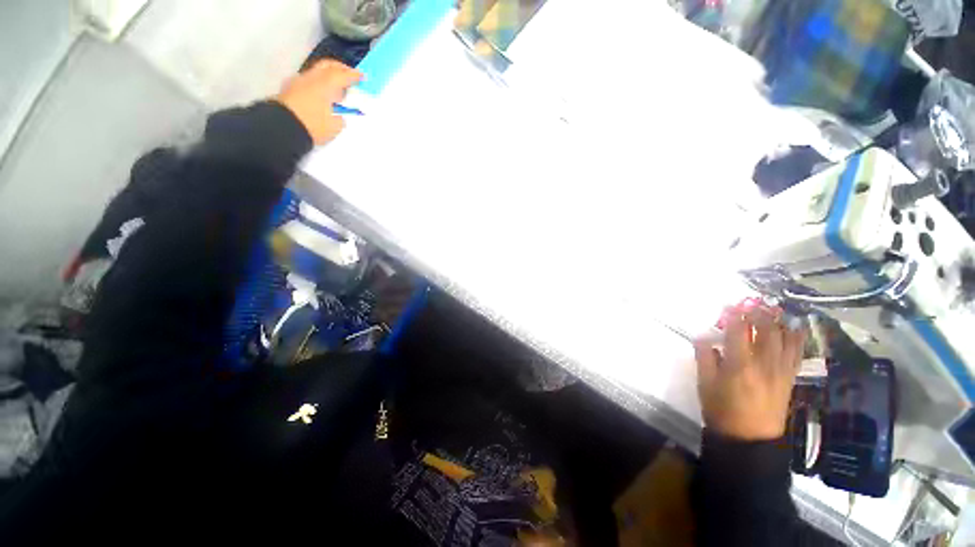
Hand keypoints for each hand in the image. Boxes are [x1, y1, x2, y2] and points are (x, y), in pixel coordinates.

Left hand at [275, 60, 362, 145]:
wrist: (282, 128)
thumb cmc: (312, 126)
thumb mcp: (334, 127)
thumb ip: (339, 118)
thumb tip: (338, 115)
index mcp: (325, 85)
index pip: (342, 75)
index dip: (354, 75)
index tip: (362, 76)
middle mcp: (311, 78)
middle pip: (327, 66)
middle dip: (340, 68)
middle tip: (349, 74)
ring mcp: (298, 82)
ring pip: (316, 72)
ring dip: (327, 76)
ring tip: (335, 87)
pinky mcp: (290, 89)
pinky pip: (307, 81)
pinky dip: (317, 83)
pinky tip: (321, 94)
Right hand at [694, 307, 806, 440]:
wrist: (750, 438)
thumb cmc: (722, 410)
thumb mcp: (704, 384)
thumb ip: (704, 357)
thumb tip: (705, 337)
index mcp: (739, 365)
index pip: (738, 332)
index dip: (734, 315)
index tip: (729, 304)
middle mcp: (763, 363)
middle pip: (765, 331)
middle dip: (758, 313)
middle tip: (751, 302)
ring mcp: (780, 370)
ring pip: (784, 339)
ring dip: (779, 321)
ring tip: (773, 309)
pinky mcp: (789, 378)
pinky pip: (796, 353)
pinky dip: (796, 337)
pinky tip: (794, 328)